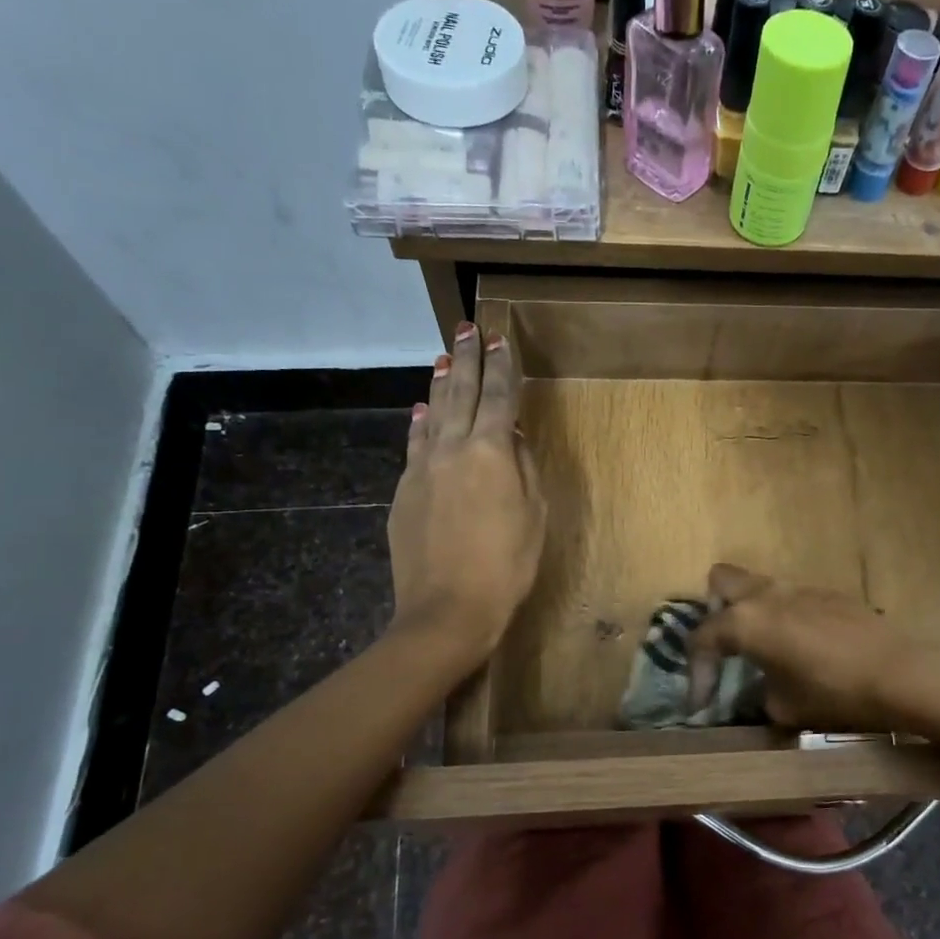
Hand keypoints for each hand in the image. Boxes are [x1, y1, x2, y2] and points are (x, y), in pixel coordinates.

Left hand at [388, 324, 545, 669]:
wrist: (448, 609)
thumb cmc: (507, 565)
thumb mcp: (534, 516)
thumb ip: (524, 468)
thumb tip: (511, 436)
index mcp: (491, 452)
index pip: (499, 398)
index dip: (502, 368)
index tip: (501, 340)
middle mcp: (453, 448)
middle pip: (462, 394)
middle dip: (467, 360)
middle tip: (467, 329)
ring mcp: (423, 468)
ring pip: (434, 413)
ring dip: (442, 383)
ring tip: (444, 357)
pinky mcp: (405, 490)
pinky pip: (415, 444)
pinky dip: (421, 423)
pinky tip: (422, 410)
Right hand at [685, 564, 916, 730]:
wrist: (898, 673)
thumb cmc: (832, 692)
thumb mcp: (783, 706)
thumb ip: (758, 693)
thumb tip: (760, 689)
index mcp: (745, 621)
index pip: (702, 639)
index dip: (696, 674)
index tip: (701, 704)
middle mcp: (766, 595)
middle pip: (721, 581)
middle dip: (715, 611)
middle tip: (727, 647)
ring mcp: (799, 588)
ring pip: (759, 586)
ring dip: (752, 612)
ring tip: (764, 649)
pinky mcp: (828, 593)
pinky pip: (792, 598)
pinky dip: (785, 618)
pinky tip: (804, 648)